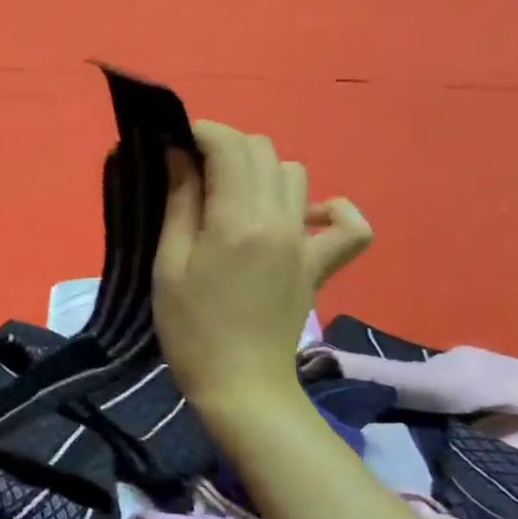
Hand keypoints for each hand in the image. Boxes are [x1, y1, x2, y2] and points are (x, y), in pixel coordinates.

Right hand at [152, 121, 370, 414]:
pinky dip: (331, 210)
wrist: (240, 386)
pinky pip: (349, 225)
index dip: (200, 132)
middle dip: (226, 147)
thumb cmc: (190, 327)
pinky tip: (303, 218)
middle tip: (195, 172)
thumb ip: (179, 203)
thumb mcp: (168, 263)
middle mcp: (280, 220)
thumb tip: (178, 154)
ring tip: (233, 196)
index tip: (175, 143)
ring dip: (261, 171)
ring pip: (295, 173)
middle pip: (262, 150)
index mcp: (237, 220)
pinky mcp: (320, 264)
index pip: (228, 145)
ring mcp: (307, 242)